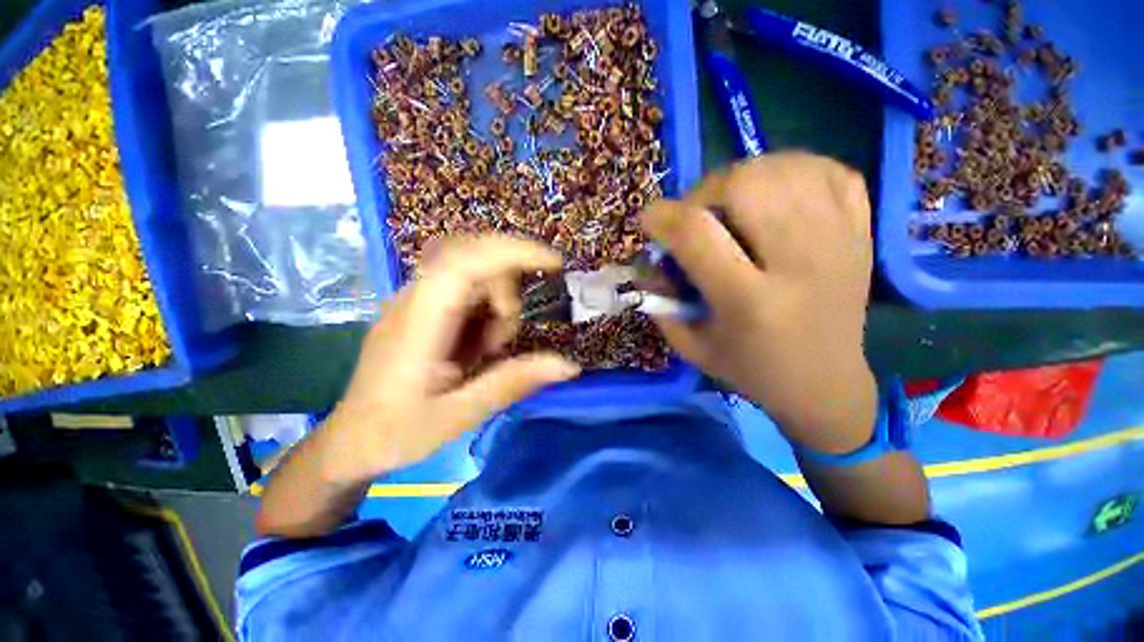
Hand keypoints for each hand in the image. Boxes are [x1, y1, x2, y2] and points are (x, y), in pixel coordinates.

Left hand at [318, 236, 580, 485]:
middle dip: (508, 289)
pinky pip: (467, 291)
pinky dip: (487, 311)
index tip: (554, 263)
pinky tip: (479, 345)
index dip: (512, 252)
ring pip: (474, 274)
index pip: (465, 262)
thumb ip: (512, 383)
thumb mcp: (459, 415)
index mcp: (419, 322)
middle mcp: (415, 299)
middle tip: (506, 338)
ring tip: (488, 351)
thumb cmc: (396, 432)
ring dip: (498, 305)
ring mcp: (417, 301)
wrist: (351, 441)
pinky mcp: (423, 309)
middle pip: (473, 258)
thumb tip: (568, 365)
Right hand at [642, 152, 876, 453]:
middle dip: (705, 191)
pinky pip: (829, 171)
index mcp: (748, 301)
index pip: (696, 234)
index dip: (662, 217)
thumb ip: (660, 303)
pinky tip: (776, 193)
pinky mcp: (862, 232)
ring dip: (744, 178)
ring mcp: (838, 242)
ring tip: (731, 205)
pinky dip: (794, 169)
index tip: (650, 221)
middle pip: (746, 184)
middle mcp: (798, 264)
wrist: (826, 383)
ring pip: (785, 169)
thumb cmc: (750, 369)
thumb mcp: (691, 346)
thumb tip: (648, 259)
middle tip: (697, 215)